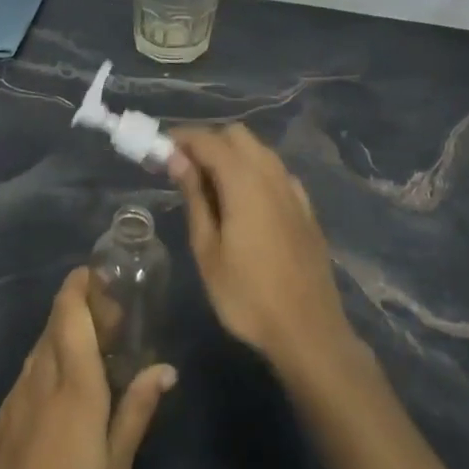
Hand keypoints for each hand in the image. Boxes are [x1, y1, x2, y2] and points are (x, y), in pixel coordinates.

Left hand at [0, 267, 176, 468]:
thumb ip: (135, 415)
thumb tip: (164, 369)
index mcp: (73, 390)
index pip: (70, 314)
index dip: (80, 285)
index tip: (101, 274)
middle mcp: (38, 383)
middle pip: (53, 325)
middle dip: (78, 307)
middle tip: (112, 315)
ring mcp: (12, 404)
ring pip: (38, 349)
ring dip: (62, 335)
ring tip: (93, 349)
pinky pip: (25, 377)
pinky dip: (46, 365)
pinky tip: (60, 392)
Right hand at [169, 124, 356, 379]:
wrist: (308, 332)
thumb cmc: (247, 296)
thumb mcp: (208, 250)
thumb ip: (194, 198)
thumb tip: (177, 159)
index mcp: (244, 181)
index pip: (208, 140)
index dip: (182, 138)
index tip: (160, 150)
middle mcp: (272, 175)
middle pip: (237, 136)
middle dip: (208, 142)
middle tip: (183, 168)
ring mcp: (293, 191)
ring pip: (259, 151)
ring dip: (232, 155)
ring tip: (208, 184)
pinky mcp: (305, 209)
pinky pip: (276, 173)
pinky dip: (254, 172)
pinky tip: (244, 201)